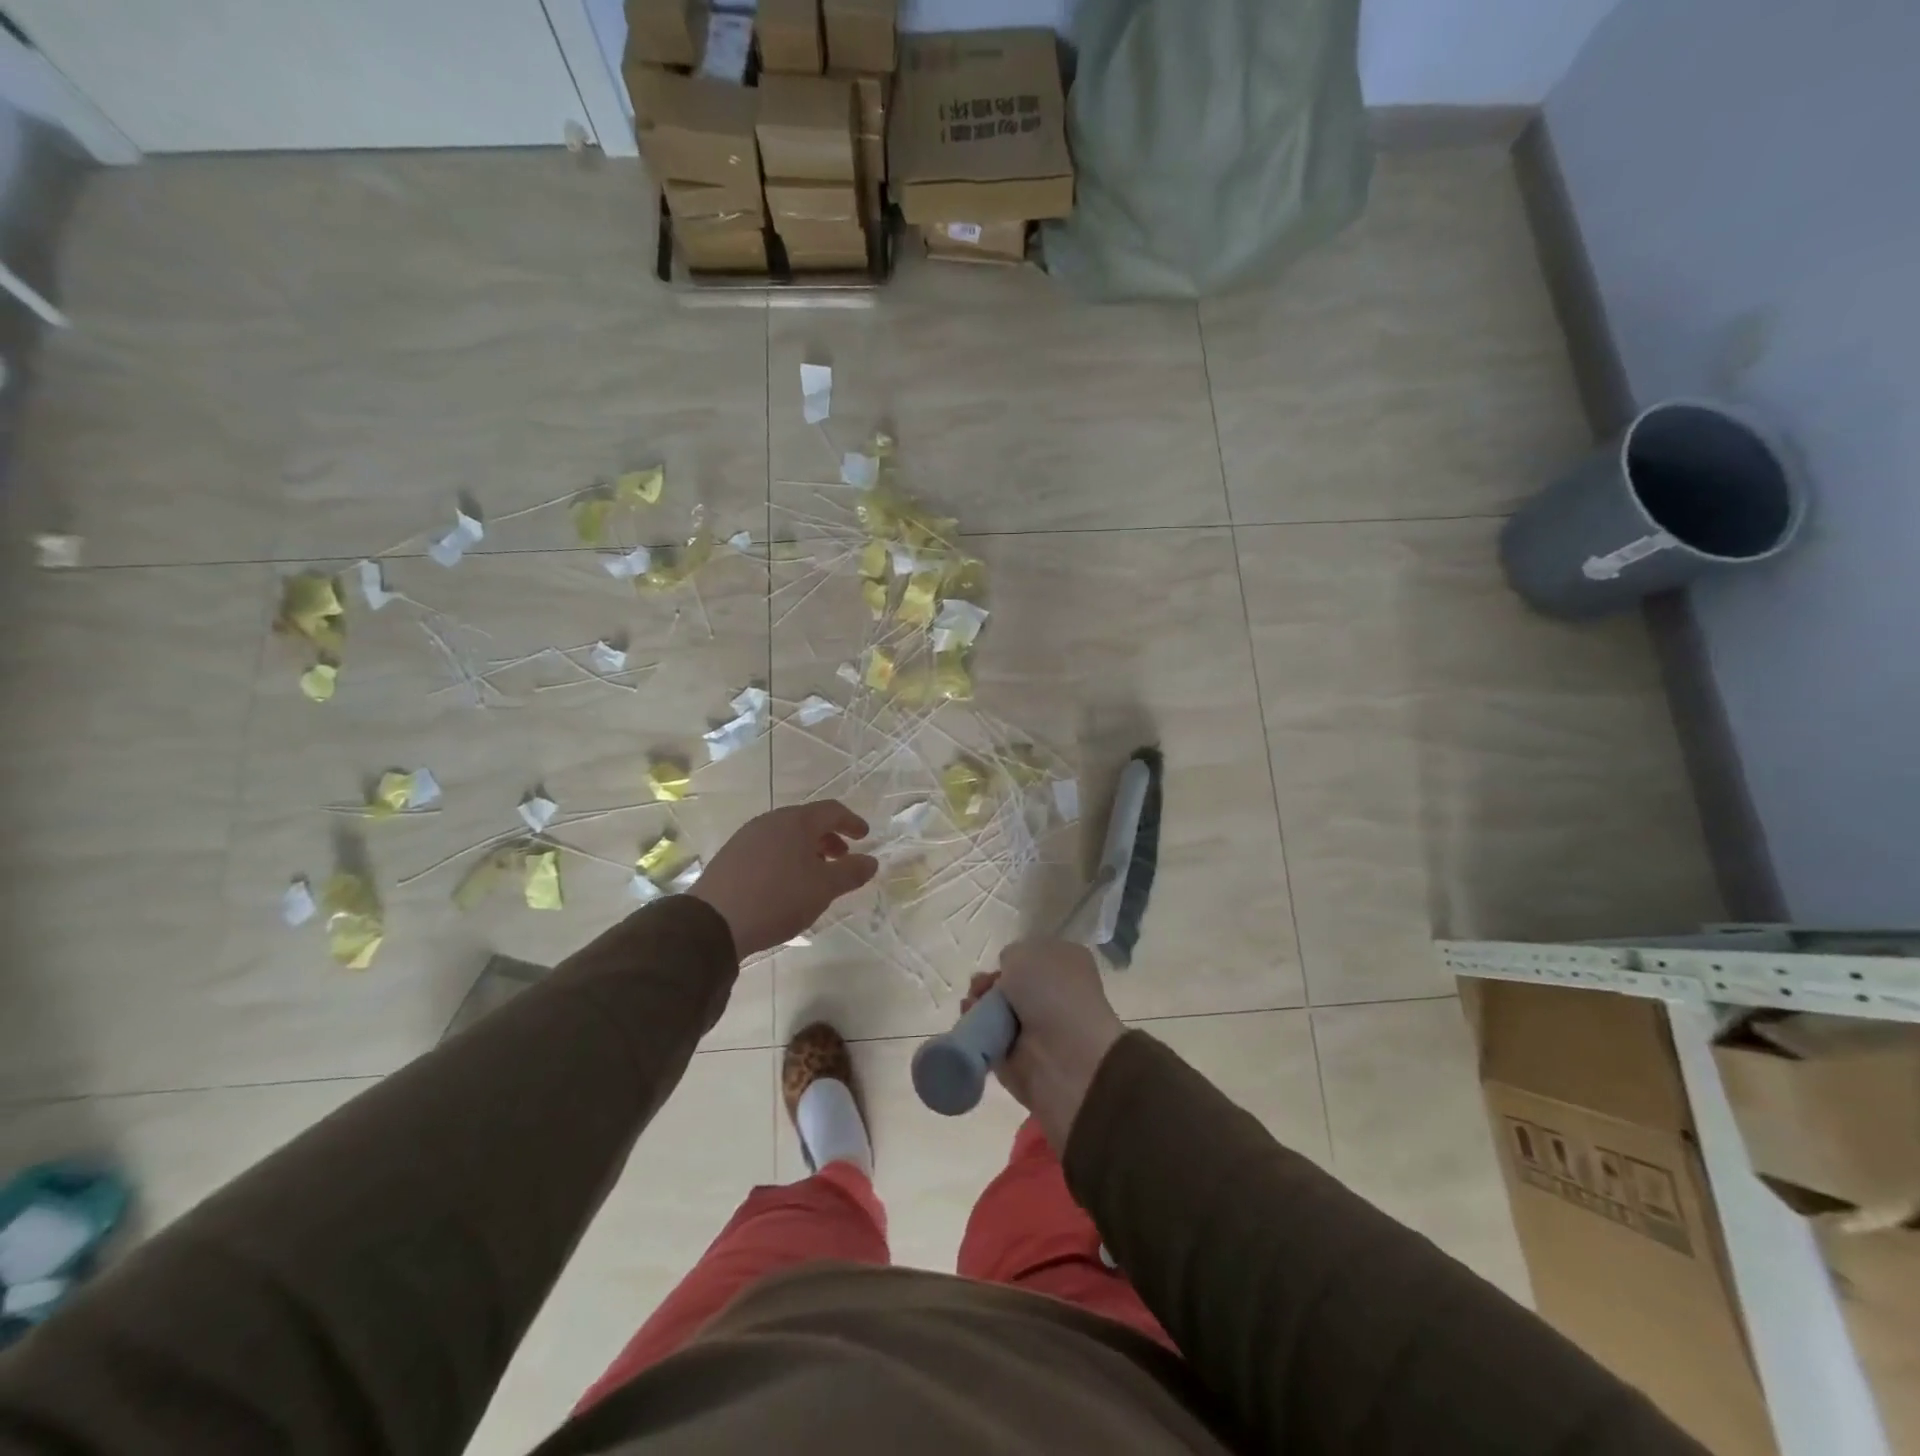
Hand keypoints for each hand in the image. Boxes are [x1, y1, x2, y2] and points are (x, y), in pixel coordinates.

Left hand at [689, 802, 877, 957]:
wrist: (713, 922)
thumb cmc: (778, 898)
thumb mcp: (823, 888)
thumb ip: (851, 872)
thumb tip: (871, 861)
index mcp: (796, 821)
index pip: (832, 810)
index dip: (852, 822)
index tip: (864, 836)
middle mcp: (771, 821)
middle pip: (807, 821)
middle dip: (828, 837)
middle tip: (841, 858)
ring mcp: (747, 836)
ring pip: (786, 835)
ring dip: (806, 849)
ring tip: (814, 874)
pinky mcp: (731, 855)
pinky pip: (768, 848)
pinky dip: (785, 857)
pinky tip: (785, 883)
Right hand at [963, 939, 1124, 1148]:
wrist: (1066, 1056)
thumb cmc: (1052, 992)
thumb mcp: (1026, 953)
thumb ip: (1011, 956)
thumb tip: (1008, 975)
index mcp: (1065, 964)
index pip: (1032, 956)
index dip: (1011, 959)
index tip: (999, 964)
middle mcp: (1052, 995)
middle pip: (1009, 984)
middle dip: (988, 983)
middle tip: (979, 987)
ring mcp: (1035, 1028)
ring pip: (995, 1011)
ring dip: (978, 1006)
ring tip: (971, 1005)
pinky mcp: (1017, 1059)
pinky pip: (987, 1039)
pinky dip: (974, 1032)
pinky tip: (969, 1022)